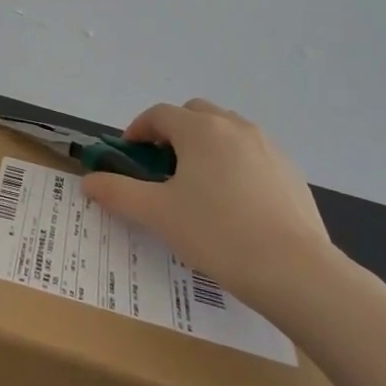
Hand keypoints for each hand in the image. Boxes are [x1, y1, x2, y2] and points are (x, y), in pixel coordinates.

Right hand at [82, 99, 338, 310]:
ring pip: (226, 131)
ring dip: (205, 146)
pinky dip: (234, 165)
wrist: (295, 271)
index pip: (159, 114)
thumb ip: (118, 192)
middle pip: (195, 114)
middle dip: (173, 133)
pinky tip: (234, 205)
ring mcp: (268, 147)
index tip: (129, 156)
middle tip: (162, 169)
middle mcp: (235, 126)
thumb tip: (89, 181)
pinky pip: (252, 155)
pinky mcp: (290, 171)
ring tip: (198, 186)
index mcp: (200, 129)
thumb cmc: (217, 233)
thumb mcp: (158, 214)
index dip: (138, 130)